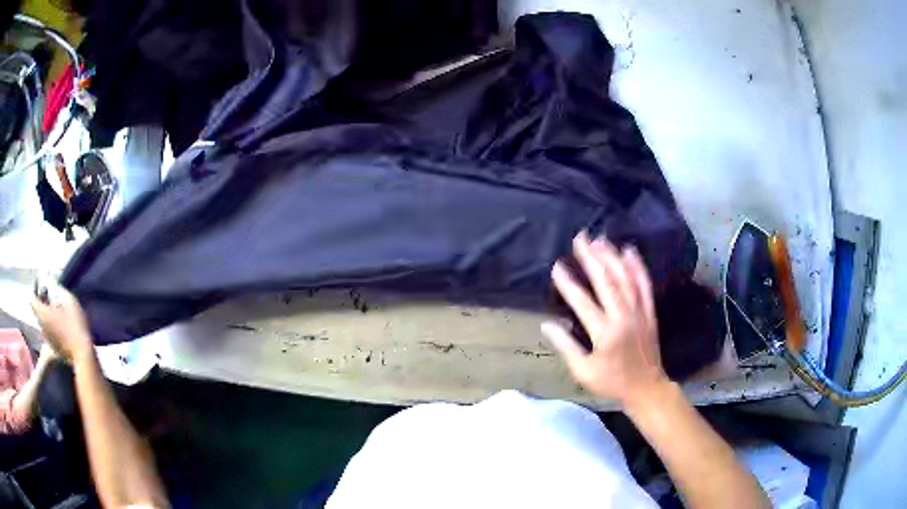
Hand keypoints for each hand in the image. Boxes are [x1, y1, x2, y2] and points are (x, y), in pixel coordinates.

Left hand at [31, 285, 93, 362]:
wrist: (83, 355)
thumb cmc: (75, 325)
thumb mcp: (69, 300)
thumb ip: (58, 289)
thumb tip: (50, 281)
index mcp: (43, 314)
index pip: (32, 299)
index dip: (35, 289)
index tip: (41, 284)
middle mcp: (42, 327)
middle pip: (38, 311)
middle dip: (42, 301)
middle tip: (51, 295)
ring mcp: (48, 339)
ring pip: (43, 322)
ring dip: (47, 314)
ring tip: (57, 310)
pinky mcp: (54, 347)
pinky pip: (49, 331)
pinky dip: (52, 325)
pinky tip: (61, 324)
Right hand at [542, 232, 668, 407]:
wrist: (646, 387)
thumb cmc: (611, 383)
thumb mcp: (583, 371)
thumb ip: (566, 346)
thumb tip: (546, 325)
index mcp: (605, 333)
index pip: (583, 302)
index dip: (568, 283)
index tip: (556, 266)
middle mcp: (623, 317)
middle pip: (606, 281)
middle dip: (591, 257)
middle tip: (580, 238)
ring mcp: (639, 312)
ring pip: (626, 278)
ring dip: (612, 256)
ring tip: (600, 239)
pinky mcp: (649, 311)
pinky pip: (644, 285)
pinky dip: (637, 266)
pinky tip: (630, 251)